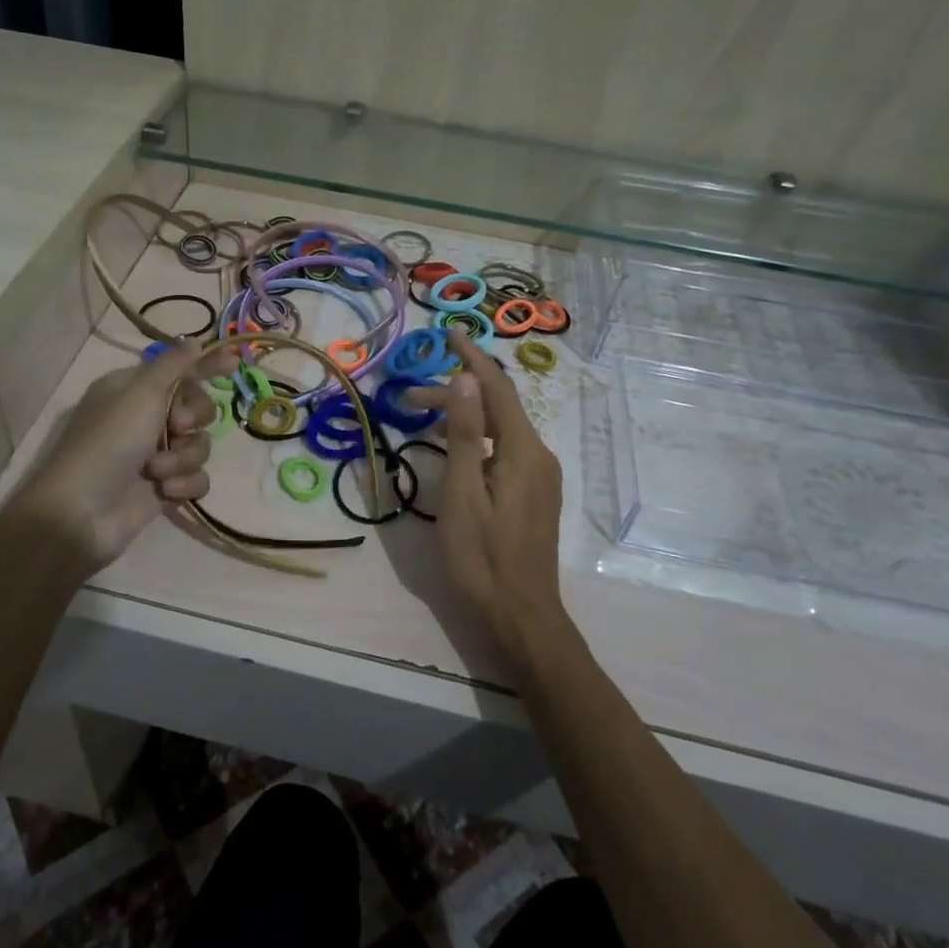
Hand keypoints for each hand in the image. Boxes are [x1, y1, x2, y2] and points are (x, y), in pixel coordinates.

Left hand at [2, 344, 222, 587]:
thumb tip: (194, 340)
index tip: (234, 363)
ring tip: (158, 471)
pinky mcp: (165, 486)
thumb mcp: (141, 393)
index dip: (207, 365)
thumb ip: (174, 365)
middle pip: (197, 407)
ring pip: (200, 444)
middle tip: (177, 427)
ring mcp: (155, 454)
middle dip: (193, 418)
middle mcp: (145, 418)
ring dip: (184, 456)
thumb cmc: (109, 442)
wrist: (82, 513)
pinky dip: (185, 483)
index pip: (179, 369)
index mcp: (133, 389)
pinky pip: (197, 477)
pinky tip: (167, 492)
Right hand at [412, 334, 567, 670]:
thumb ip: (464, 435)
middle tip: (408, 401)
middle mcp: (538, 455)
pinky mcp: (535, 493)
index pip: (496, 388)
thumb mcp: (463, 494)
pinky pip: (505, 449)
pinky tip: (455, 449)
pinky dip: (477, 438)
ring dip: (464, 417)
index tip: (449, 331)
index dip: (472, 357)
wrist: (522, 616)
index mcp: (522, 450)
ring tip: (423, 422)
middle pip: (497, 408)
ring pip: (500, 429)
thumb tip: (465, 379)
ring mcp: (540, 476)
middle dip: (455, 395)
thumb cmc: (483, 557)